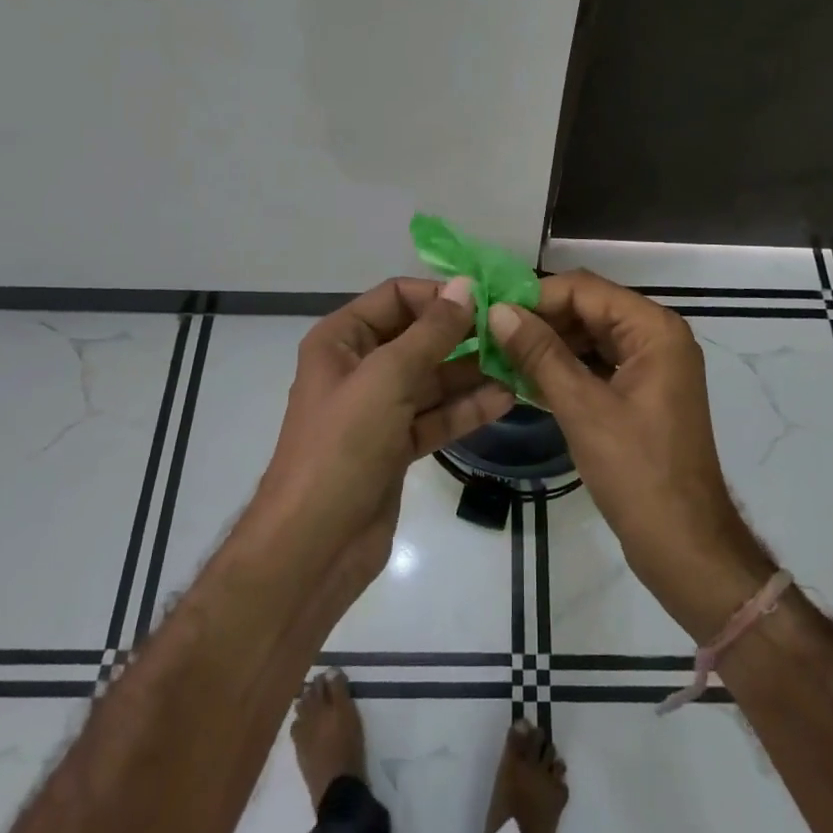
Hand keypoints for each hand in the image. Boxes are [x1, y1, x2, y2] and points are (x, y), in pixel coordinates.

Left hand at [256, 277, 514, 589]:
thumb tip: (465, 286)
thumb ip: (431, 332)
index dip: (438, 295)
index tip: (485, 301)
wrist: (313, 546)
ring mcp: (378, 409)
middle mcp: (359, 367)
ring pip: (432, 379)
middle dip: (462, 335)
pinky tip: (505, 398)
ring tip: (518, 364)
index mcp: (342, 340)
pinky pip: (436, 416)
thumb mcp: (387, 378)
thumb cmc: (342, 447)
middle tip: (512, 333)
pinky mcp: (396, 446)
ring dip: (472, 373)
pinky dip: (466, 409)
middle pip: (418, 337)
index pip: (395, 298)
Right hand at [491, 272, 774, 637]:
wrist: (684, 546)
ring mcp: (651, 366)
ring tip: (500, 356)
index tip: (491, 314)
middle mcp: (656, 337)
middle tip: (490, 336)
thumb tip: (498, 310)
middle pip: (588, 309)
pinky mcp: (641, 393)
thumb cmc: (637, 472)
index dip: (537, 297)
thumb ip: (540, 354)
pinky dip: (564, 369)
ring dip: (549, 345)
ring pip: (590, 337)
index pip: (585, 289)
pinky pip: (597, 365)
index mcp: (653, 329)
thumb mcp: (582, 408)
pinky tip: (525, 379)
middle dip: (541, 320)